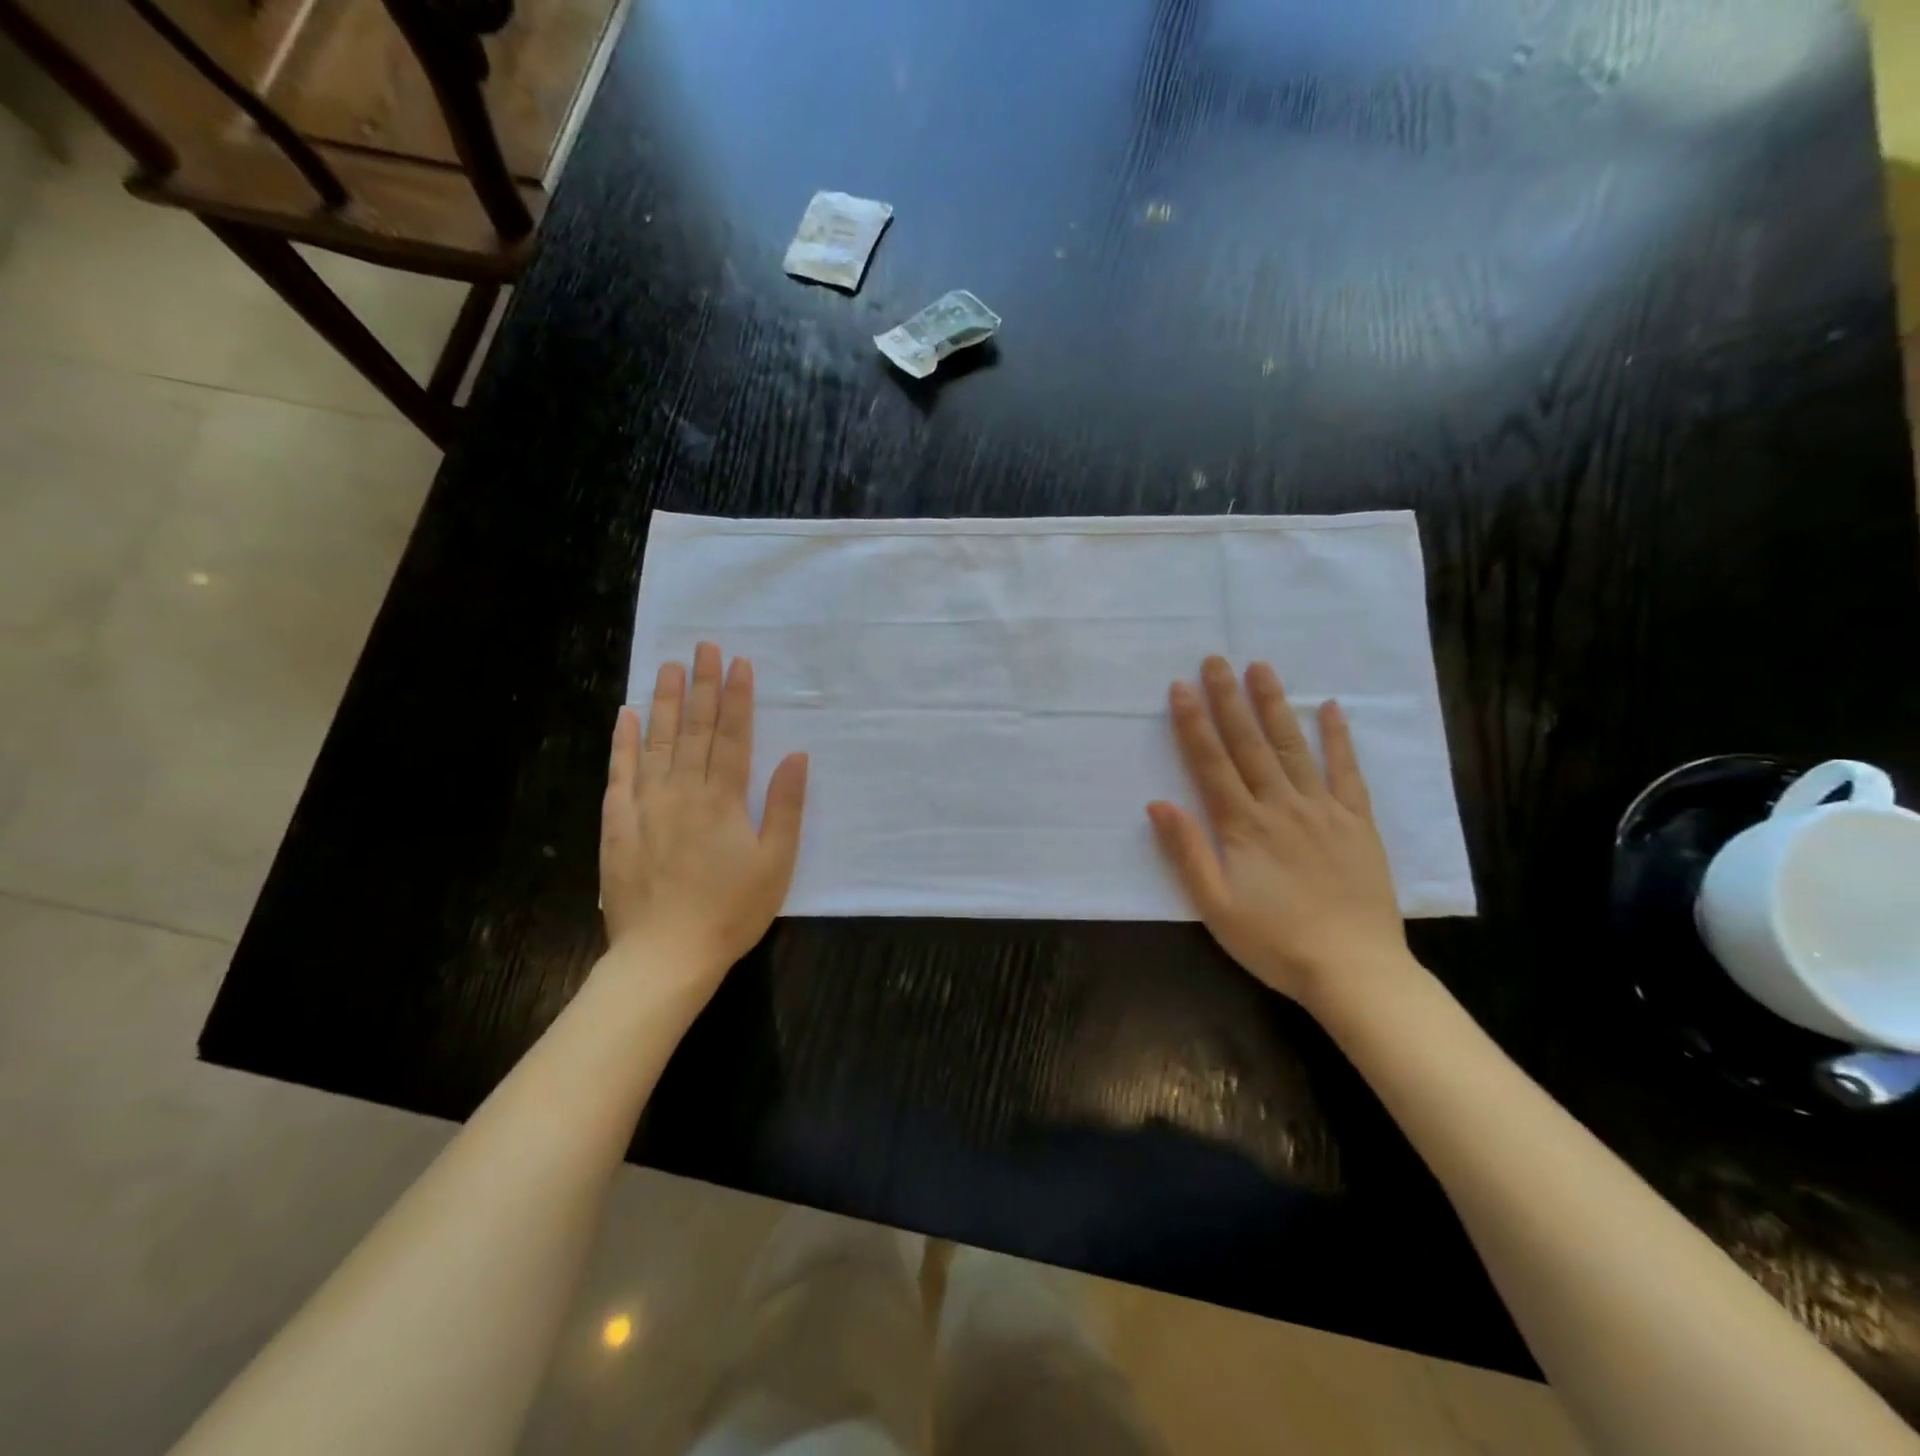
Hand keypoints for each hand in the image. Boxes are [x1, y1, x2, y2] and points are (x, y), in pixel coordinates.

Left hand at [600, 642, 808, 982]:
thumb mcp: (775, 863)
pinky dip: (623, 743)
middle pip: (694, 729)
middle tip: (704, 647)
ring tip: (668, 666)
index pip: (731, 736)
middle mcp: (682, 792)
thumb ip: (785, 807)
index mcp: (724, 800)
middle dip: (701, 685)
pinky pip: (619, 774)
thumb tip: (795, 755)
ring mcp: (645, 806)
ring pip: (656, 742)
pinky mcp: (617, 825)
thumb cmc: (731, 911)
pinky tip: (626, 716)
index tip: (738, 663)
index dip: (736, 698)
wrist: (665, 956)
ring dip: (664, 702)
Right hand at [1147, 656, 1410, 1009]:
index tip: (1181, 687)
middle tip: (1216, 660)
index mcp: (1243, 826)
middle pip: (1249, 744)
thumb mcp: (1215, 906)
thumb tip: (1157, 804)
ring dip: (1274, 705)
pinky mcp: (1357, 822)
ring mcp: (1323, 810)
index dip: (1194, 724)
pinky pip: (1347, 773)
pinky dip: (1339, 739)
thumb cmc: (1274, 942)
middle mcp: (1281, 806)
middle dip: (1229, 700)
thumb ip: (1187, 852)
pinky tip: (1331, 709)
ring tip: (1262, 668)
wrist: (1354, 970)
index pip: (1212, 763)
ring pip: (1293, 747)